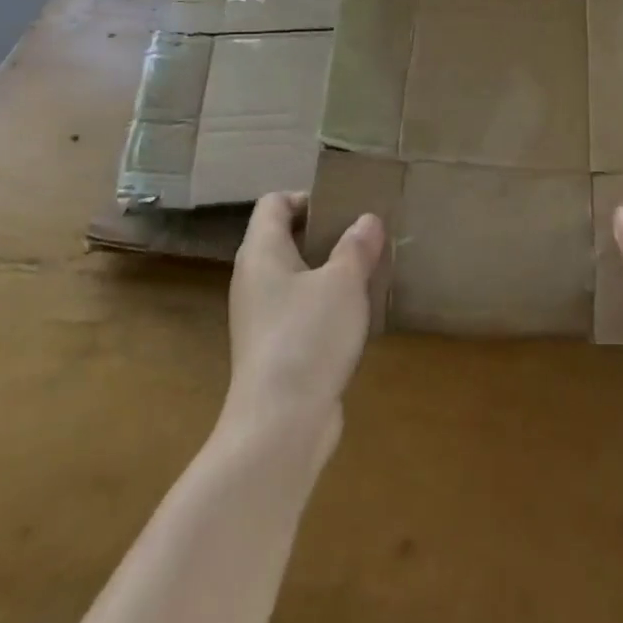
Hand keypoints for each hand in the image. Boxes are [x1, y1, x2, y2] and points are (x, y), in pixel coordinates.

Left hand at [226, 192, 384, 429]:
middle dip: (325, 233)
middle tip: (365, 236)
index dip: (307, 197)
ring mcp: (261, 318)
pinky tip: (357, 315)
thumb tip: (367, 220)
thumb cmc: (308, 336)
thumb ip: (357, 246)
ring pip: (295, 277)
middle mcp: (254, 280)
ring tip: (369, 271)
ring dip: (329, 271)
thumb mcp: (344, 282)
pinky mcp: (274, 349)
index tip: (345, 207)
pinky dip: (326, 304)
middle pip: (284, 238)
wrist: (279, 425)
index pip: (274, 204)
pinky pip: (300, 310)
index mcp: (261, 253)